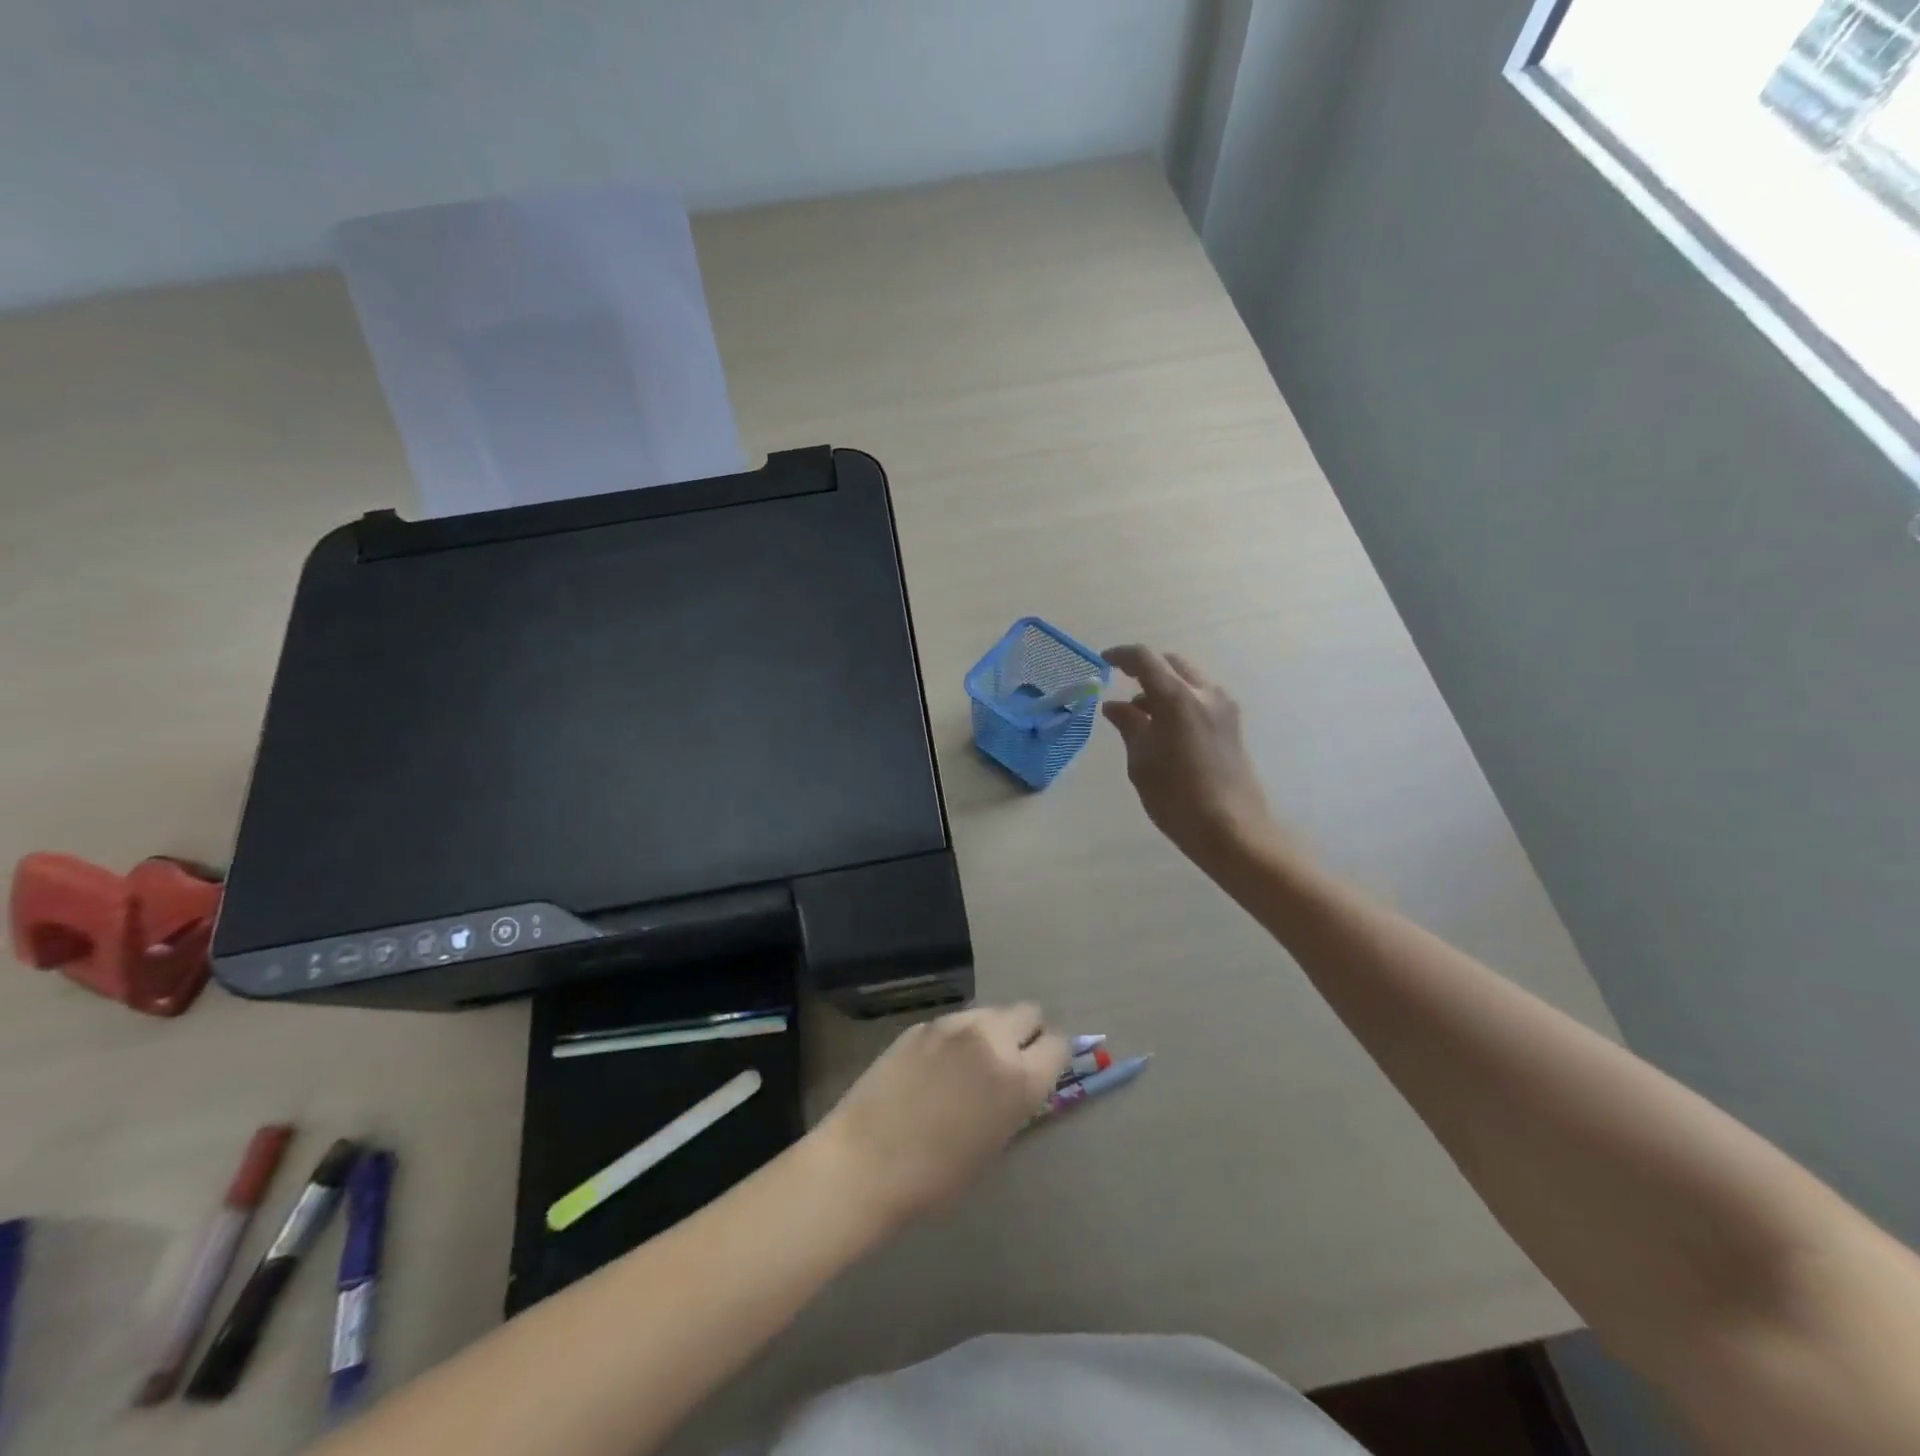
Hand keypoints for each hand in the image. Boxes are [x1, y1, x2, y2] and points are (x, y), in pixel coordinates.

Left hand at [813, 1005, 1067, 1228]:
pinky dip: (957, 1036)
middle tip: (1010, 1060)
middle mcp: (992, 1040)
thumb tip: (1020, 1081)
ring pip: (991, 1011)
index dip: (1050, 1057)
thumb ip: (1014, 1101)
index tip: (1041, 1070)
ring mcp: (954, 1025)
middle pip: (1028, 1012)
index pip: (1057, 1044)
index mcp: (1019, 1078)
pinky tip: (936, 1065)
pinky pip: (956, 1021)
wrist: (865, 1161)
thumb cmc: (935, 1177)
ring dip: (991, 1030)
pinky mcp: (923, 1024)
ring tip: (970, 1061)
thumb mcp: (993, 1143)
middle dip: (1026, 1032)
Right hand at [1102, 644, 1276, 866]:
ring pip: (1188, 679)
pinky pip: (1200, 697)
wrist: (1231, 829)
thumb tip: (1114, 706)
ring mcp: (1224, 708)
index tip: (1103, 663)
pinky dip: (1179, 700)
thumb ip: (1129, 725)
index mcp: (1177, 698)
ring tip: (1139, 715)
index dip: (1121, 656)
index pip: (1145, 659)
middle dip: (1145, 668)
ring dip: (1163, 686)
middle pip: (1171, 663)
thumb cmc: (1176, 797)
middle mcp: (1205, 693)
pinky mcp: (1232, 724)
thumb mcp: (1142, 761)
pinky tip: (1163, 727)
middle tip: (1121, 683)